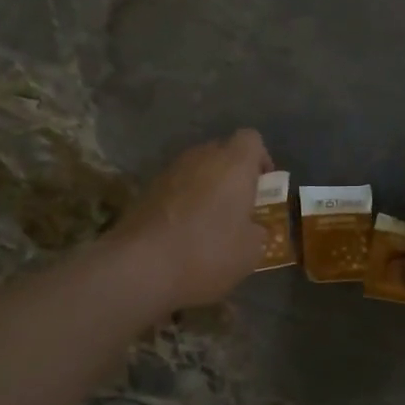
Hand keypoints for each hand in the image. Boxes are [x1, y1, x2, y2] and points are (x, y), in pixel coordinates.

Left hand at [108, 130, 272, 311]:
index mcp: (233, 164)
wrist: (140, 265)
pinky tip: (183, 231)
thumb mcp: (250, 252)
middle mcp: (201, 157)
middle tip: (239, 206)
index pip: (251, 139)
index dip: (260, 159)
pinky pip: (175, 187)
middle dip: (233, 174)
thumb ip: (258, 232)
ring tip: (210, 221)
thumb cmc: (207, 253)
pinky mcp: (146, 189)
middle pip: (222, 151)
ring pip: (196, 169)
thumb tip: (252, 228)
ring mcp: (169, 171)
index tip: (263, 187)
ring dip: (206, 188)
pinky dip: (183, 201)